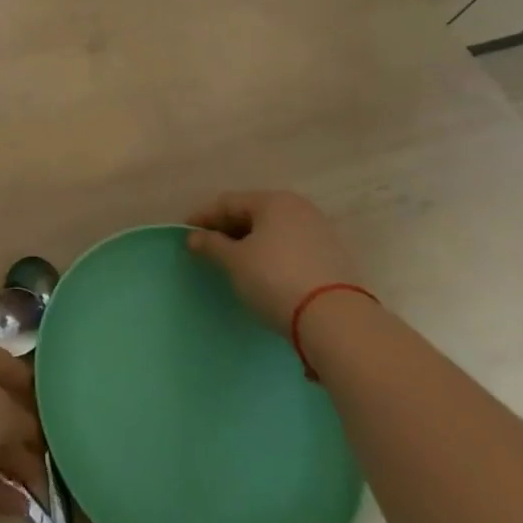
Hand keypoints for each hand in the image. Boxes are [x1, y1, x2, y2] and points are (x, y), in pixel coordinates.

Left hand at [0, 333, 45, 514]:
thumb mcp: (2, 415)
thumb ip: (24, 426)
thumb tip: (32, 437)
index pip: (13, 368)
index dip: (39, 394)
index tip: (63, 422)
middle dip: (23, 436)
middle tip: (53, 464)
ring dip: (8, 465)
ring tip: (39, 493)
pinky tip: (15, 507)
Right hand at [187, 190, 359, 330]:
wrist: (336, 321)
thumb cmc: (275, 279)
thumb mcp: (235, 261)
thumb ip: (211, 244)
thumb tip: (194, 237)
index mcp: (274, 201)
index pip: (228, 202)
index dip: (203, 217)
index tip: (186, 233)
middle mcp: (300, 209)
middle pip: (253, 213)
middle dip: (227, 229)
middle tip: (207, 247)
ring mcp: (321, 233)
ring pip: (273, 231)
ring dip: (250, 243)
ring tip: (233, 261)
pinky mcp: (334, 259)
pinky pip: (291, 248)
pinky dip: (272, 255)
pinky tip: (262, 272)